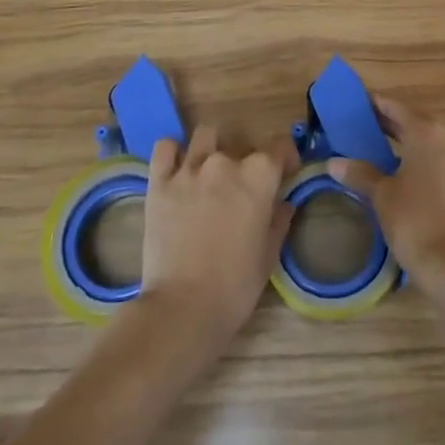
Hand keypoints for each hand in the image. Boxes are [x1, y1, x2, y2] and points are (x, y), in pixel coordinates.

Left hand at [138, 127, 295, 361]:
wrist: (183, 309)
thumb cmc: (235, 286)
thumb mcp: (268, 255)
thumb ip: (278, 221)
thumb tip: (284, 203)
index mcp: (258, 177)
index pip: (279, 145)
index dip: (285, 157)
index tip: (284, 172)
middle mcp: (225, 162)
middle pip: (240, 142)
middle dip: (244, 159)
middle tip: (240, 187)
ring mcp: (189, 169)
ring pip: (204, 135)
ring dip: (211, 148)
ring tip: (208, 172)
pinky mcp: (159, 182)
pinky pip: (165, 148)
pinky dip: (172, 153)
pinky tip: (177, 169)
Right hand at [328, 96, 444, 279]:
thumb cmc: (414, 221)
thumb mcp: (382, 196)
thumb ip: (360, 174)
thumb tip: (334, 163)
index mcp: (427, 135)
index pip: (399, 109)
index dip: (379, 104)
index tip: (363, 102)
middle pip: (419, 126)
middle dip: (395, 126)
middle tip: (370, 127)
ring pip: (435, 149)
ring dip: (414, 149)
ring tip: (389, 157)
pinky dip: (429, 170)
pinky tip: (414, 186)